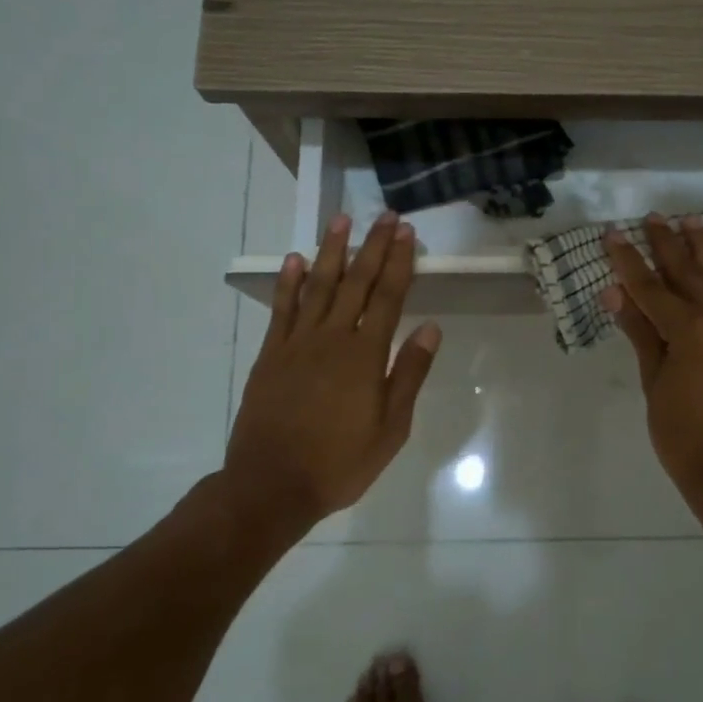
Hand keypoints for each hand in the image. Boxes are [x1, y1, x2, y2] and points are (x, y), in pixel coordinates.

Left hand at [225, 211, 441, 527]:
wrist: (271, 485)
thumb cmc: (340, 462)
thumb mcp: (391, 428)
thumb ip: (408, 373)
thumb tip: (431, 327)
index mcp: (365, 356)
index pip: (388, 297)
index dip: (399, 262)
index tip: (406, 233)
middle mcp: (332, 338)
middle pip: (356, 283)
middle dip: (373, 246)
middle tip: (384, 216)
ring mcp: (297, 343)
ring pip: (318, 286)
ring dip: (331, 252)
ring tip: (341, 221)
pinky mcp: (271, 354)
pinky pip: (282, 309)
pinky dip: (288, 282)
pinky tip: (294, 260)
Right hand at [604, 214, 702, 506]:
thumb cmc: (682, 435)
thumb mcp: (653, 383)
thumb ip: (640, 333)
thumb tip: (616, 293)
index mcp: (687, 330)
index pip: (649, 287)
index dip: (628, 260)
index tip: (613, 234)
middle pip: (686, 274)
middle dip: (666, 244)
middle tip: (652, 217)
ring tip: (692, 220)